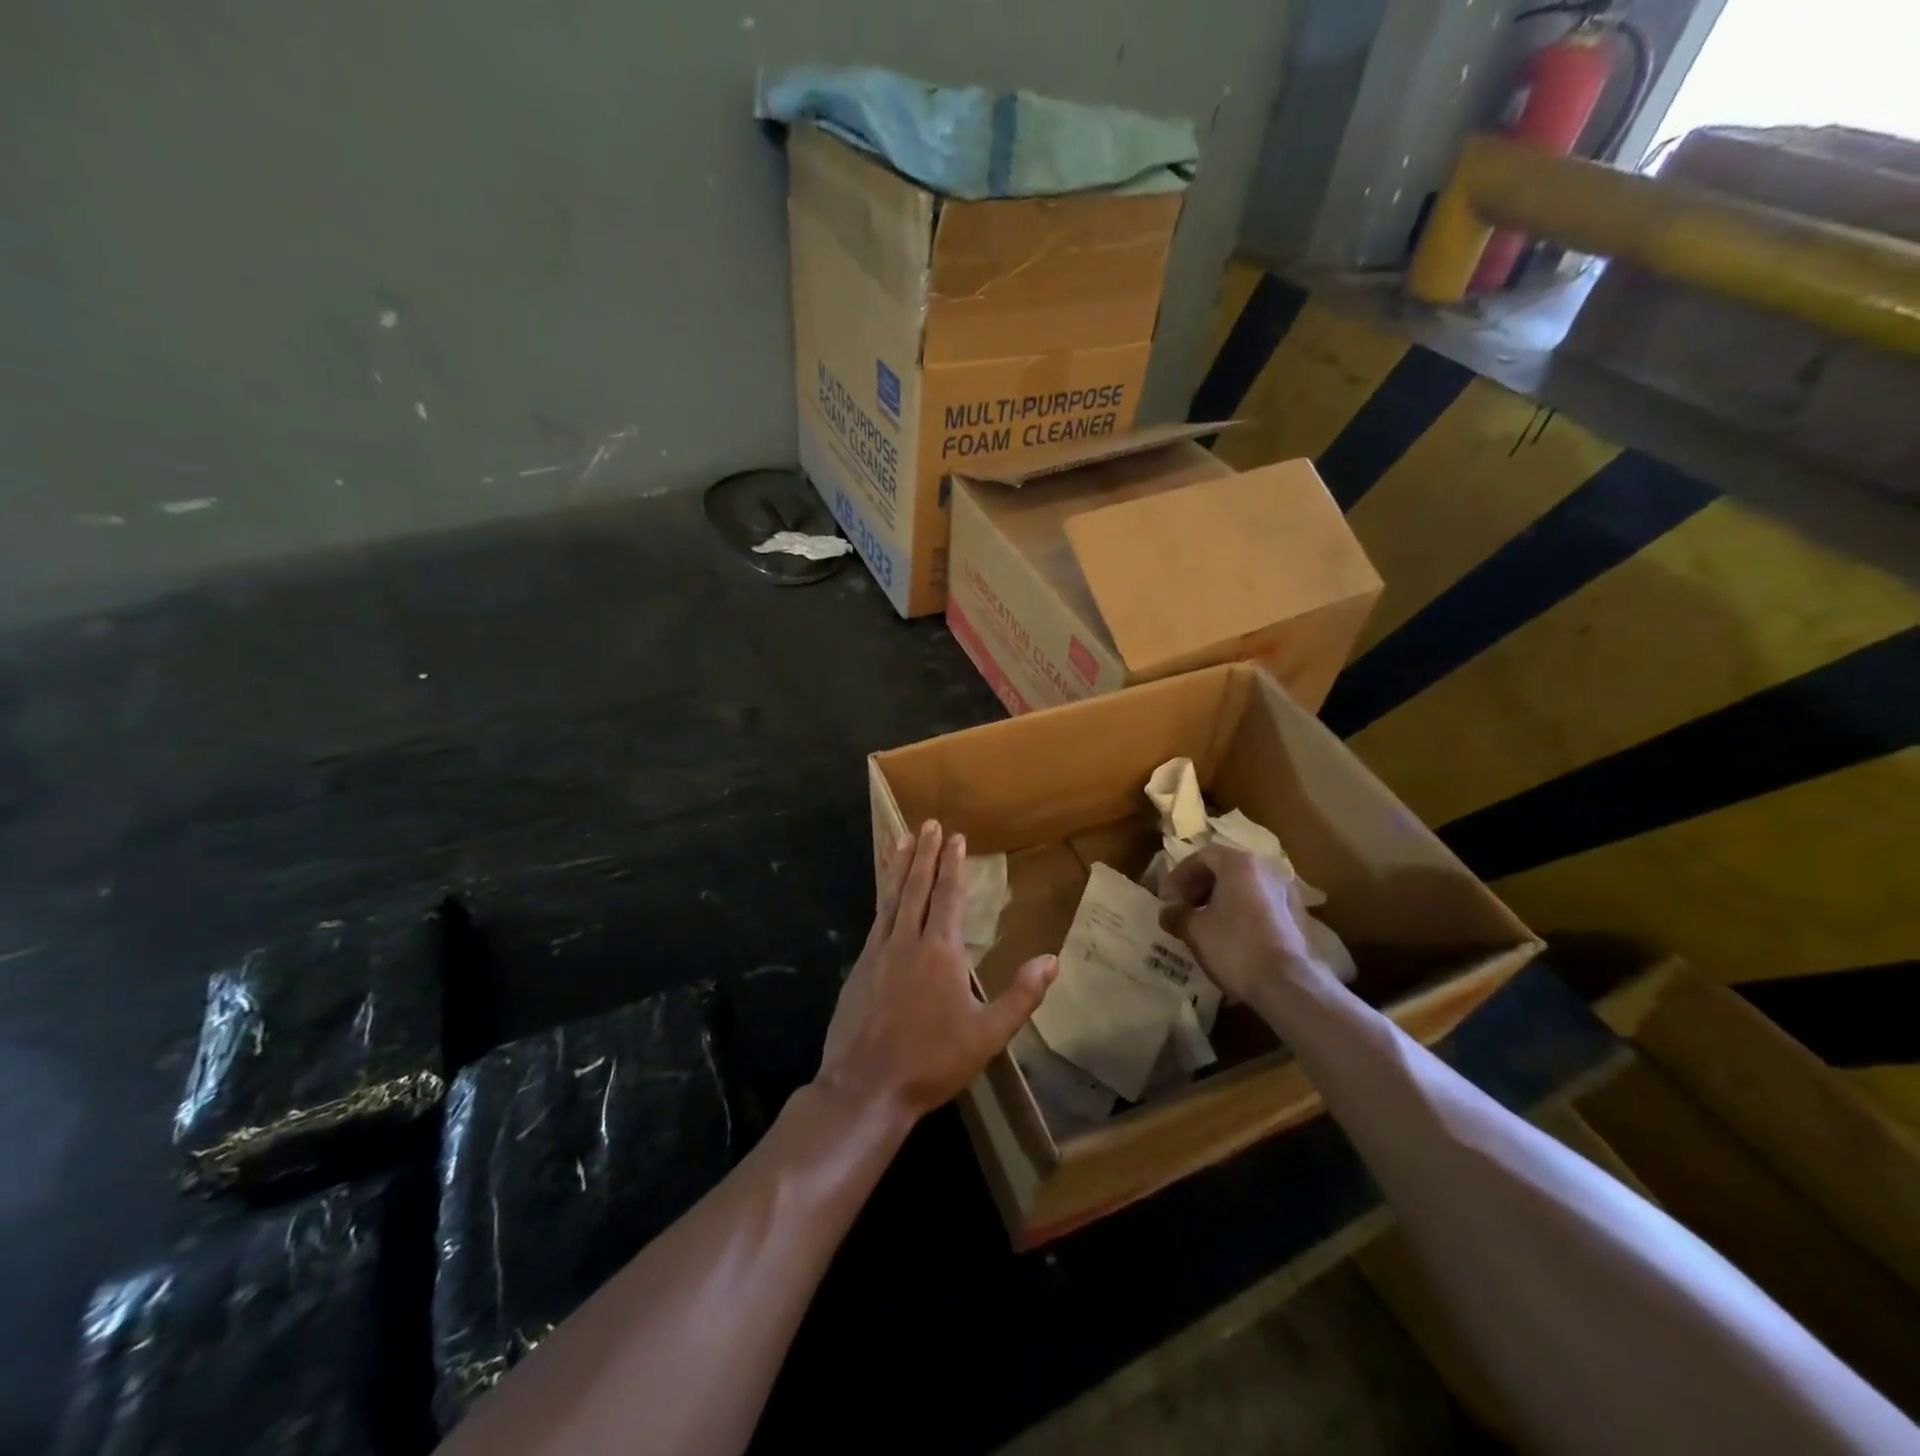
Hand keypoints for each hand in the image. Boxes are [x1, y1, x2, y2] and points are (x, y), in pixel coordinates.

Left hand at [818, 821, 1057, 1124]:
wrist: (867, 1086)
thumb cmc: (932, 1061)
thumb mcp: (988, 1035)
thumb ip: (1021, 996)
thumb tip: (1052, 960)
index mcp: (940, 951)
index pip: (949, 896)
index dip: (953, 864)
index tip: (955, 837)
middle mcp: (907, 941)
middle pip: (916, 887)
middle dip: (924, 853)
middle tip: (928, 824)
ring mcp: (878, 952)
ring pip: (891, 897)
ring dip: (898, 866)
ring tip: (900, 840)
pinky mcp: (858, 968)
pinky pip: (875, 919)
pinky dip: (882, 897)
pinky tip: (884, 895)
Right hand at [1158, 845, 1336, 1003]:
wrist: (1287, 985)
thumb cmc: (1234, 947)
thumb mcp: (1195, 930)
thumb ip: (1177, 915)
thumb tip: (1167, 912)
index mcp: (1240, 864)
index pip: (1203, 856)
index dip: (1181, 874)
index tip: (1168, 896)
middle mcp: (1267, 870)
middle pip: (1226, 868)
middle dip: (1201, 886)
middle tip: (1185, 907)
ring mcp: (1286, 893)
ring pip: (1246, 887)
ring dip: (1222, 900)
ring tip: (1206, 923)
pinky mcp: (1297, 917)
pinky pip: (1262, 905)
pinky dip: (1242, 912)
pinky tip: (1232, 936)